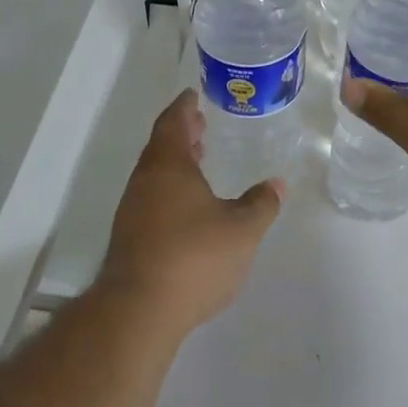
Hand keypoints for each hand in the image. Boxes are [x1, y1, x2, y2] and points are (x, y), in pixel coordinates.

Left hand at [98, 89, 283, 332]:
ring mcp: (132, 212)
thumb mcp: (242, 229)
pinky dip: (171, 190)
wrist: (139, 311)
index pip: (173, 122)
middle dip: (181, 134)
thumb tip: (277, 184)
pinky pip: (152, 199)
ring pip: (155, 175)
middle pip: (161, 147)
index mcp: (168, 166)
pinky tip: (189, 207)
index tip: (193, 95)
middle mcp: (145, 182)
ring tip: (199, 161)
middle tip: (201, 125)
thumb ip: (261, 204)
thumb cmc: (194, 257)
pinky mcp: (130, 240)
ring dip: (176, 163)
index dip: (184, 107)